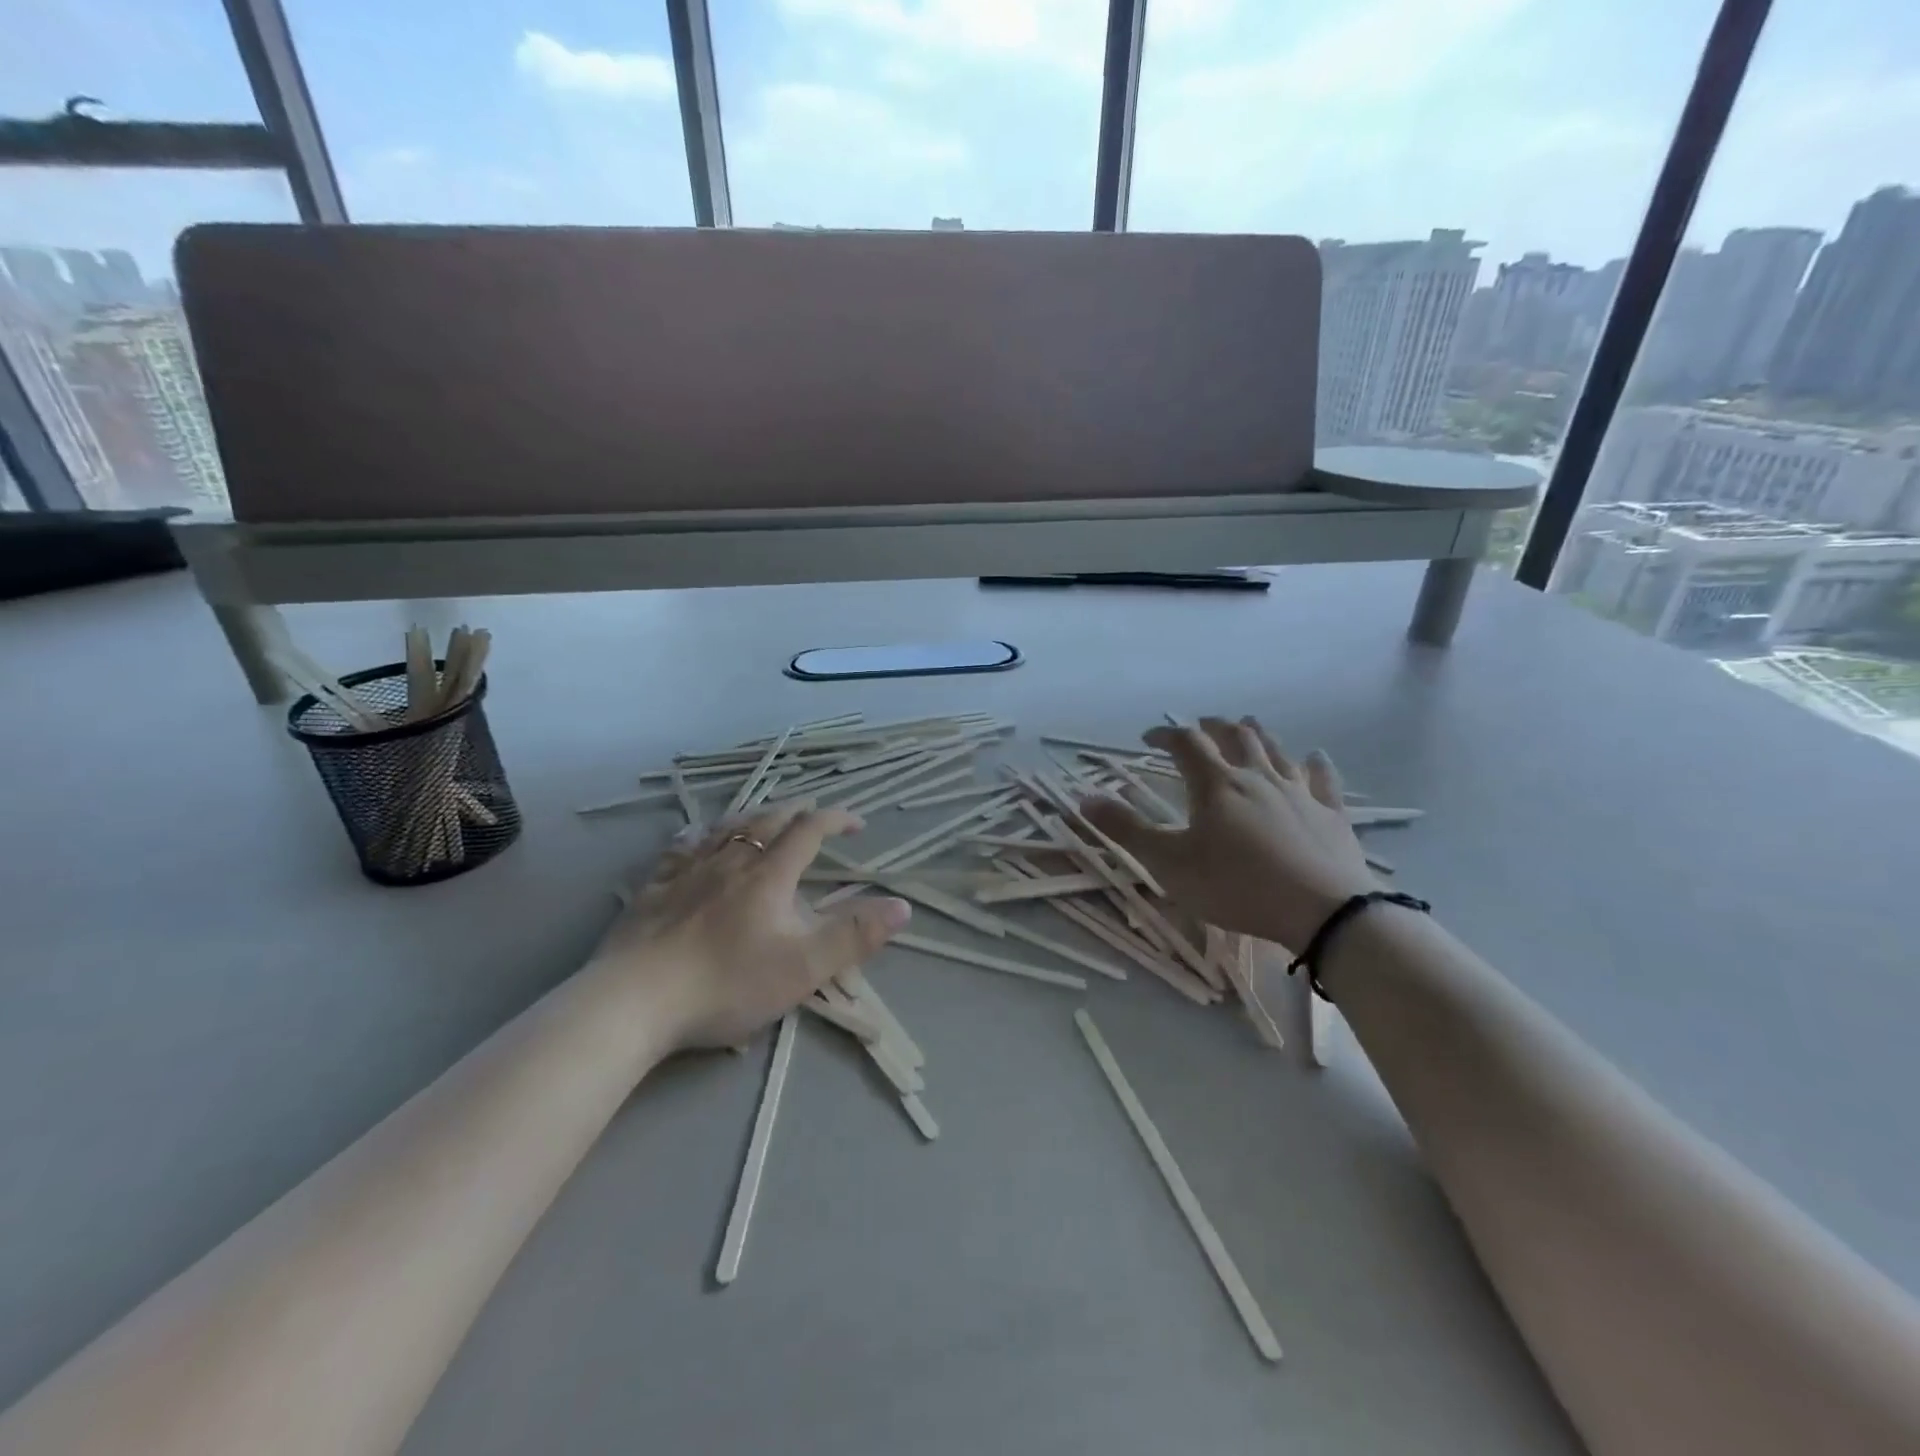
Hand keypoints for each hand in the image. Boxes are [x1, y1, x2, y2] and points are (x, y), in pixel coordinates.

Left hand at [592, 803, 910, 1050]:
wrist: (634, 1001)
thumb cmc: (726, 983)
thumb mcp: (803, 967)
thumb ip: (854, 936)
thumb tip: (902, 906)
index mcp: (769, 875)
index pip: (809, 831)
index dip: (836, 819)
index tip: (856, 823)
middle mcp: (729, 861)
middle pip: (767, 821)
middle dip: (796, 811)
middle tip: (812, 811)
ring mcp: (686, 872)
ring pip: (725, 829)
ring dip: (752, 816)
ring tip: (763, 816)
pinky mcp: (652, 890)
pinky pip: (679, 850)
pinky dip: (697, 837)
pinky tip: (694, 839)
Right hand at [1081, 717, 1377, 951]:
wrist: (1322, 911)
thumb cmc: (1237, 887)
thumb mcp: (1169, 863)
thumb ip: (1126, 830)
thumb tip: (1084, 799)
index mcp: (1216, 785)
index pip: (1186, 743)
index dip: (1165, 734)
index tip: (1148, 737)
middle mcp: (1257, 777)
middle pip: (1234, 736)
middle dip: (1212, 726)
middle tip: (1200, 725)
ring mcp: (1299, 792)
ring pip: (1276, 750)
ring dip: (1257, 734)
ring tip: (1246, 726)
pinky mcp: (1331, 814)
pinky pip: (1323, 780)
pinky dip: (1315, 765)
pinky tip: (1315, 758)